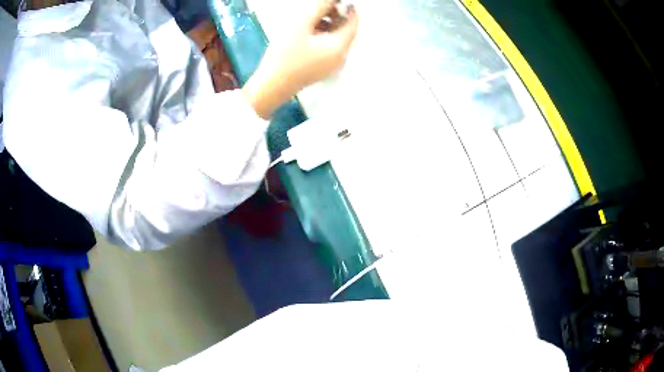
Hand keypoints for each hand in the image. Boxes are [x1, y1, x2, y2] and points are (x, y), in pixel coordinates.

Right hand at [243, 0, 358, 118]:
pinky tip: (308, 32)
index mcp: (339, 47)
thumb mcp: (300, 26)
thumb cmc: (284, 56)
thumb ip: (319, 8)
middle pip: (344, 32)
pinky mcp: (320, 70)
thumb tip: (332, 0)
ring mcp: (330, 66)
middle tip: (324, 6)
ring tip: (313, 17)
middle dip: (337, 16)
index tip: (342, 1)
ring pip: (335, 40)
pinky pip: (328, 49)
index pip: (353, 24)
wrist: (271, 87)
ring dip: (328, 26)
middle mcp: (340, 58)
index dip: (350, 10)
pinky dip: (323, 37)